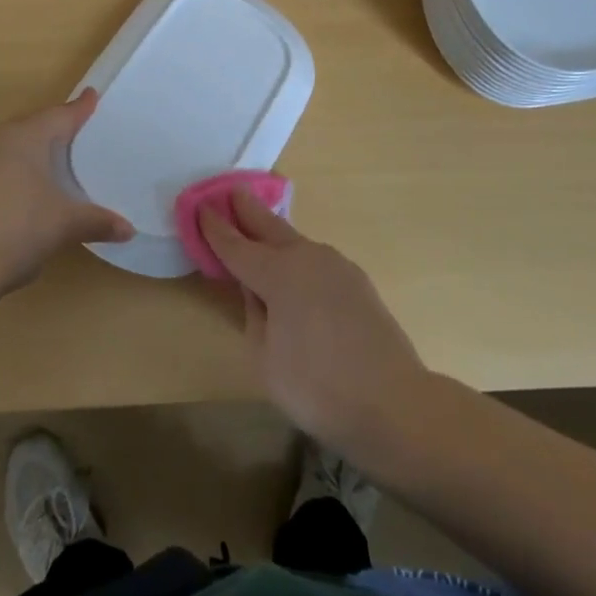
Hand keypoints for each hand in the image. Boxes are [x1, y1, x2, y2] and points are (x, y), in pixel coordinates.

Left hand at [0, 91, 133, 294]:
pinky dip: (24, 168)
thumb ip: (98, 221)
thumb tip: (129, 230)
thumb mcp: (66, 224)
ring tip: (61, 156)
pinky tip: (35, 186)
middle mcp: (2, 140)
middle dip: (58, 126)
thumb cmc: (20, 226)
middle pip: (36, 125)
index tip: (93, 95)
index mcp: (27, 136)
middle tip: (82, 128)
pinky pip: (5, 164)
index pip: (61, 115)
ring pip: (18, 145)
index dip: (80, 108)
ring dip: (38, 149)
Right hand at [200, 190, 426, 459]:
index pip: (236, 245)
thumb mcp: (264, 358)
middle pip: (269, 226)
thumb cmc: (318, 387)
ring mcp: (336, 266)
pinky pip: (315, 260)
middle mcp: (306, 258)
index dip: (215, 228)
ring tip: (259, 228)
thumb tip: (255, 290)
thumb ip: (253, 315)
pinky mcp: (357, 281)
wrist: (396, 404)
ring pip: (295, 241)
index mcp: (278, 273)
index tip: (199, 208)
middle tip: (232, 190)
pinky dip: (298, 255)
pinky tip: (295, 269)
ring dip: (274, 232)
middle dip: (247, 209)